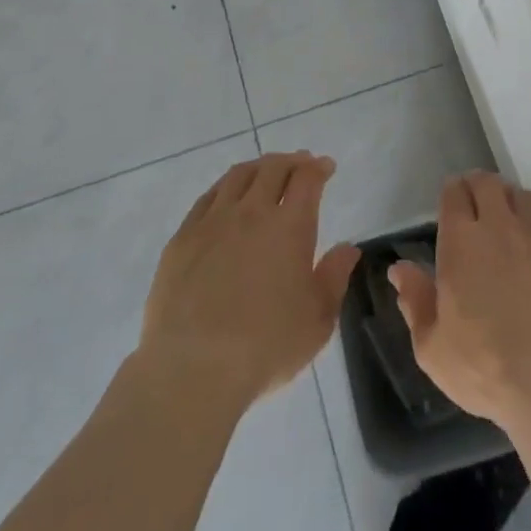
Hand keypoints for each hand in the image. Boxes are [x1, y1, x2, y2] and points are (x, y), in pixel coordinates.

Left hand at [138, 152, 359, 411]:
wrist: (192, 369)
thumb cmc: (266, 346)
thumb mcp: (317, 319)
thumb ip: (334, 277)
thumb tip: (348, 248)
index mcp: (290, 226)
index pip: (307, 179)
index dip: (318, 168)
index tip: (325, 167)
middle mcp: (252, 213)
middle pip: (272, 168)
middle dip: (291, 161)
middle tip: (300, 165)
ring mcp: (212, 223)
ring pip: (238, 176)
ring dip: (258, 167)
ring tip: (265, 172)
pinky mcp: (182, 239)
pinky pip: (207, 198)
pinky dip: (224, 188)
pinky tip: (226, 197)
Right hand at [388, 173, 530, 431]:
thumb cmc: (485, 367)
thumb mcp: (432, 346)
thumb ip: (415, 300)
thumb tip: (400, 269)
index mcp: (462, 242)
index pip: (455, 194)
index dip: (451, 192)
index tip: (450, 200)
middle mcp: (500, 226)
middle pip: (488, 184)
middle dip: (476, 186)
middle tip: (473, 201)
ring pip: (520, 195)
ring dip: (507, 198)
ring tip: (504, 215)